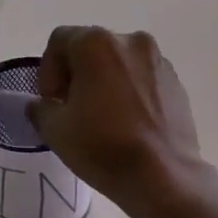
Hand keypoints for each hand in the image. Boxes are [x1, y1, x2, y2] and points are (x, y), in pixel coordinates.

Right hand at [27, 27, 205, 217]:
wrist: (164, 176)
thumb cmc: (104, 147)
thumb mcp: (55, 130)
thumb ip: (40, 107)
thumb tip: (44, 104)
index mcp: (97, 43)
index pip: (60, 41)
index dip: (48, 70)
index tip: (52, 102)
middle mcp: (131, 41)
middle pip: (91, 48)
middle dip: (76, 74)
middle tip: (72, 108)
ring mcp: (158, 60)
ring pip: (119, 63)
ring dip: (105, 81)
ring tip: (102, 117)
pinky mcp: (176, 82)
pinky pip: (142, 78)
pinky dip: (130, 91)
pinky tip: (128, 122)